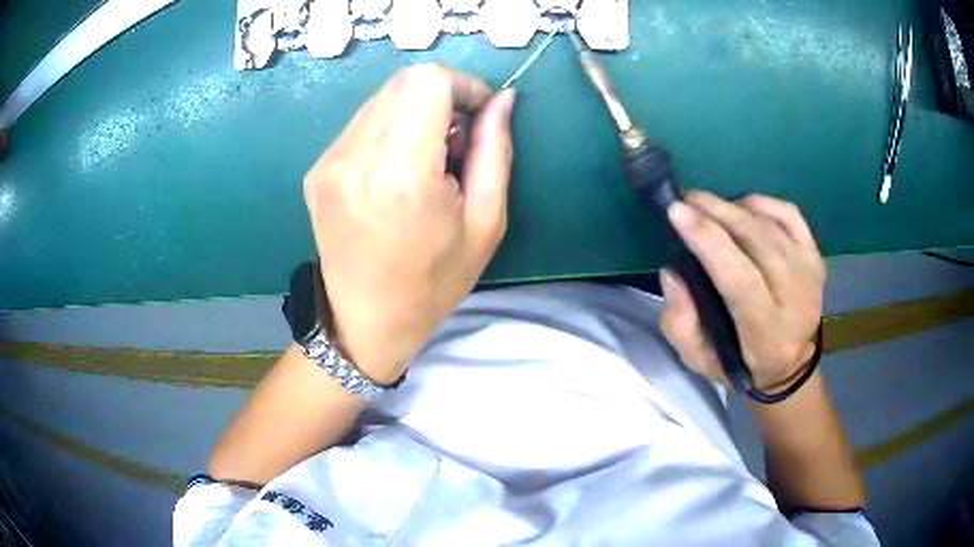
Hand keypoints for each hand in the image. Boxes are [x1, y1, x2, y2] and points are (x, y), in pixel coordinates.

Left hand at [303, 65, 515, 383]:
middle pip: (402, 82)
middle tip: (455, 139)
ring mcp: (328, 162)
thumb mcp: (485, 222)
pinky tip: (396, 168)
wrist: (364, 322)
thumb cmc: (433, 282)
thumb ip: (495, 149)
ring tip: (425, 158)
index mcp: (401, 175)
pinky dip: (389, 128)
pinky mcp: (316, 169)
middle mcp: (355, 158)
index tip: (478, 115)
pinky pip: (361, 123)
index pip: (427, 82)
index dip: (462, 85)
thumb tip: (503, 99)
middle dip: (440, 95)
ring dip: (413, 111)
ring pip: (381, 98)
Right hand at [659, 192, 824, 391]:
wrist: (789, 365)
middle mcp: (797, 302)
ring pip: (770, 226)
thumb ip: (681, 323)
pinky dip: (762, 203)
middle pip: (758, 243)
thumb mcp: (699, 360)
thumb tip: (672, 273)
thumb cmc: (739, 364)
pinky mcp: (815, 257)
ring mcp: (810, 275)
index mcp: (767, 336)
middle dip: (718, 213)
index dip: (709, 242)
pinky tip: (741, 208)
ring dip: (733, 208)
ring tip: (705, 205)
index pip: (741, 280)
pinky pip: (789, 215)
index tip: (677, 212)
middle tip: (685, 199)